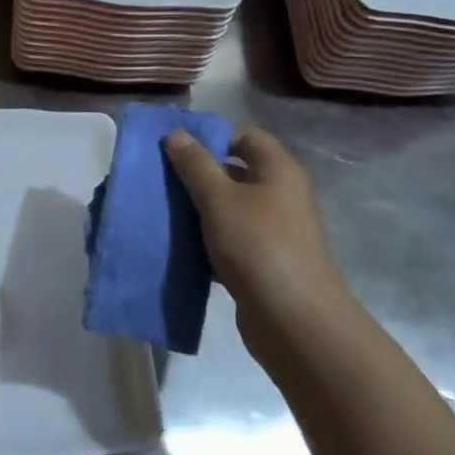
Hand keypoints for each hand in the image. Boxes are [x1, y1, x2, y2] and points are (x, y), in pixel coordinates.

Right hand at [164, 127, 350, 362]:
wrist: (294, 319)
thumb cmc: (257, 245)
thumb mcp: (219, 199)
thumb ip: (195, 165)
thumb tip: (177, 134)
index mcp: (278, 170)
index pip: (245, 136)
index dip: (212, 137)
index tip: (176, 149)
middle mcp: (281, 195)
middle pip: (236, 172)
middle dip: (199, 175)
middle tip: (161, 179)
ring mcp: (275, 230)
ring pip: (230, 209)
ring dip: (200, 210)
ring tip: (163, 211)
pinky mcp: (265, 261)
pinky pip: (231, 239)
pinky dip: (208, 240)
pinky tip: (180, 245)